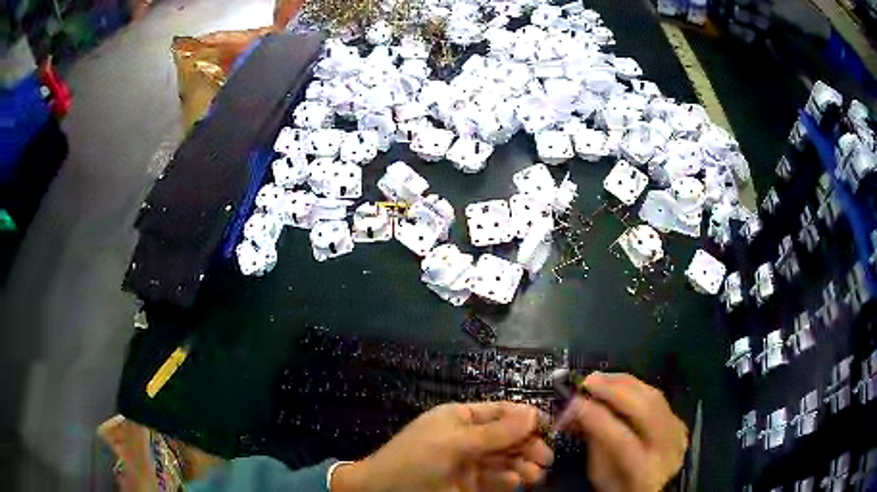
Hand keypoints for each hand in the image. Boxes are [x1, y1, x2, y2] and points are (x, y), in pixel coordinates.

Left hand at [332, 402, 553, 491]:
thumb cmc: (417, 459)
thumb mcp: (454, 443)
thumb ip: (495, 432)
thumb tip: (533, 413)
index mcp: (461, 418)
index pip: (501, 412)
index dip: (526, 418)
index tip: (551, 428)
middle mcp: (469, 438)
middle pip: (508, 437)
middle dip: (528, 445)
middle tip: (545, 458)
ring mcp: (470, 462)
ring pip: (506, 459)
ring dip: (523, 464)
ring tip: (536, 474)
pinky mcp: (470, 484)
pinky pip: (496, 478)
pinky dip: (509, 479)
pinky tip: (517, 482)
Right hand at [557, 373, 687, 491]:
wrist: (650, 490)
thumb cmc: (617, 486)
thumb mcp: (600, 472)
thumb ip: (594, 440)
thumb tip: (579, 407)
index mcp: (644, 472)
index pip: (621, 439)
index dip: (597, 417)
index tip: (573, 402)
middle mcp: (668, 450)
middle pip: (645, 410)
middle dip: (615, 391)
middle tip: (589, 381)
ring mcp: (678, 433)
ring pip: (654, 397)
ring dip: (625, 384)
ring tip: (601, 379)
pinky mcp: (680, 423)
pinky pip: (659, 398)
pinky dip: (637, 388)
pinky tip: (620, 384)